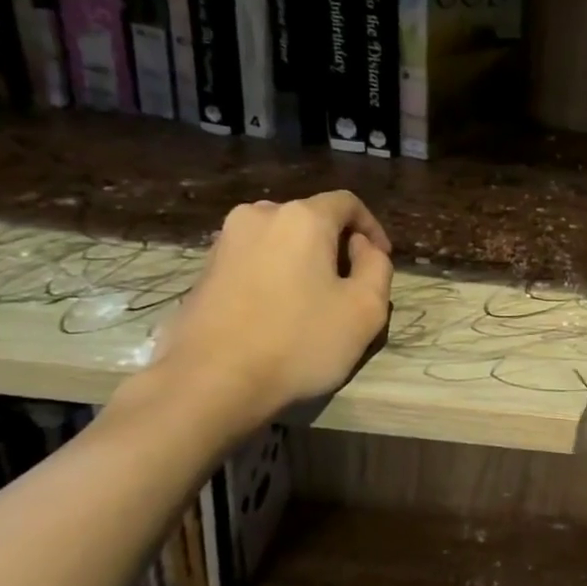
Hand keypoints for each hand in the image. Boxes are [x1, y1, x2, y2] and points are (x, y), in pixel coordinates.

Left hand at [144, 192, 392, 432]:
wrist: (211, 382)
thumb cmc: (300, 342)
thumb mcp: (366, 309)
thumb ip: (377, 267)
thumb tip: (362, 248)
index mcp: (302, 218)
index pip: (348, 203)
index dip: (372, 228)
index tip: (381, 261)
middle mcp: (259, 216)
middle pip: (312, 219)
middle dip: (337, 245)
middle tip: (351, 286)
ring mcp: (225, 241)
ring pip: (281, 239)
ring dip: (305, 260)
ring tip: (315, 300)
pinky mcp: (205, 269)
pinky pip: (255, 259)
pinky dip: (276, 274)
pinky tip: (280, 312)